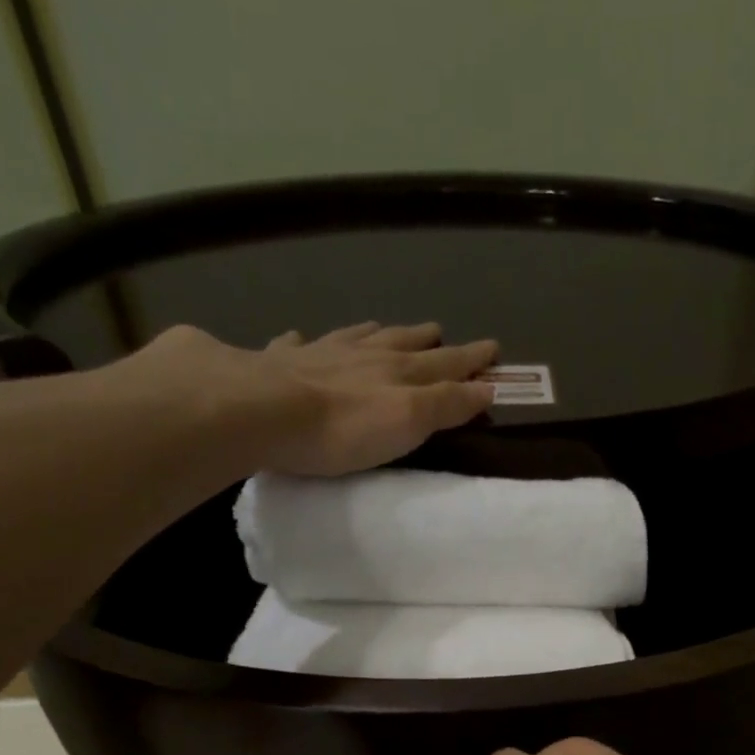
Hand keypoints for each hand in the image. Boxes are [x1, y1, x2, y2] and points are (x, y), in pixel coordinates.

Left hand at [108, 321, 497, 481]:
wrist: (261, 412)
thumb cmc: (343, 428)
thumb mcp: (409, 421)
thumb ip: (447, 405)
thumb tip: (486, 387)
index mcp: (397, 371)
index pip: (444, 364)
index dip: (470, 359)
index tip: (493, 349)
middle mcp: (361, 355)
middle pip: (402, 343)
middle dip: (427, 341)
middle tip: (441, 333)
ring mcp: (317, 354)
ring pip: (354, 337)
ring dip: (374, 333)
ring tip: (384, 326)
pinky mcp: (274, 363)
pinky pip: (295, 345)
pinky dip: (303, 340)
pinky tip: (298, 337)